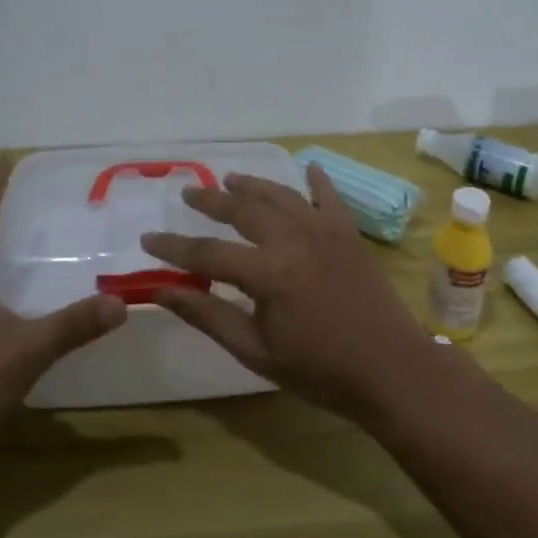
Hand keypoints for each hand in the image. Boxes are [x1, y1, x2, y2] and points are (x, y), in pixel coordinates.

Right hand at [140, 165, 434, 417]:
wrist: (390, 369)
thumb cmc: (319, 369)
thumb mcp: (255, 351)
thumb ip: (207, 315)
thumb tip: (160, 290)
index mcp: (267, 272)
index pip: (207, 253)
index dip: (173, 247)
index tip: (148, 238)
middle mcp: (293, 239)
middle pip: (243, 209)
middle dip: (211, 201)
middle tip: (188, 193)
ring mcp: (324, 231)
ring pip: (281, 195)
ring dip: (254, 185)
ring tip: (230, 178)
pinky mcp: (348, 233)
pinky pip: (329, 197)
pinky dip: (317, 180)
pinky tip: (308, 167)